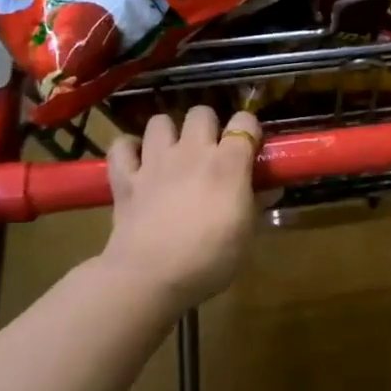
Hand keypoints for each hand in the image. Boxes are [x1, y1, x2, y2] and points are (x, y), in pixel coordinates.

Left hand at [103, 106, 263, 310]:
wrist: (150, 278)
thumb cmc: (209, 259)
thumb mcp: (246, 234)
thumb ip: (256, 204)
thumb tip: (269, 189)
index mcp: (227, 163)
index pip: (244, 122)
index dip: (249, 129)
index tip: (250, 146)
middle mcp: (191, 152)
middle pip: (201, 113)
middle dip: (208, 126)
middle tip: (210, 151)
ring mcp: (155, 162)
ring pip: (159, 121)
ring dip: (168, 133)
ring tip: (172, 152)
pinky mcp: (125, 178)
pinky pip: (121, 147)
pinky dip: (127, 149)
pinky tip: (136, 161)